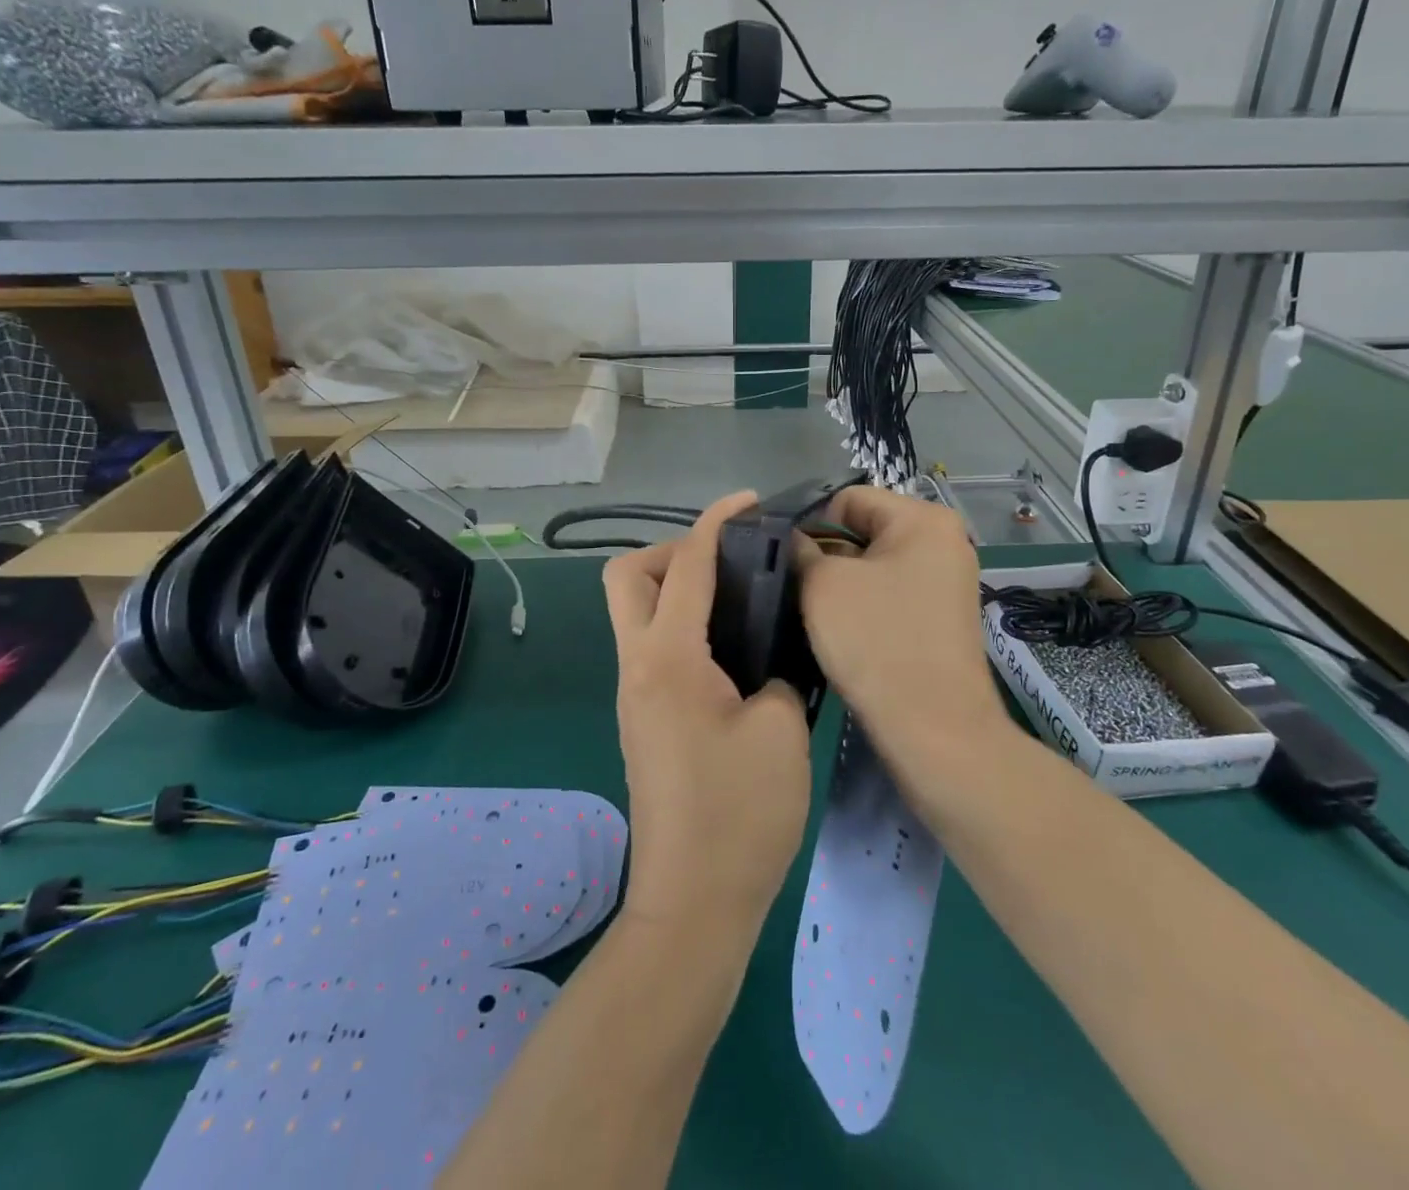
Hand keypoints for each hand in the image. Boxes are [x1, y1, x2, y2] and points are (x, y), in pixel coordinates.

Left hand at [602, 492, 811, 935]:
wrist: (694, 906)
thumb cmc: (740, 817)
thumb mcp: (781, 731)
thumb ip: (778, 674)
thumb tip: (771, 659)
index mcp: (668, 660)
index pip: (684, 566)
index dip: (715, 523)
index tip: (748, 502)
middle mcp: (638, 668)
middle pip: (627, 578)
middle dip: (672, 553)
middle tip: (729, 565)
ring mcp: (634, 696)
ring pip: (635, 613)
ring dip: (676, 589)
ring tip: (740, 600)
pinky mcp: (644, 720)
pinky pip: (653, 647)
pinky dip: (684, 627)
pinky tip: (733, 649)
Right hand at [798, 487, 1009, 769]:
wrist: (935, 729)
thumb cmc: (877, 642)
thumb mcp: (824, 585)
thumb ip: (801, 549)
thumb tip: (795, 540)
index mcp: (923, 519)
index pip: (849, 498)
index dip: (810, 523)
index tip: (784, 558)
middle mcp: (944, 541)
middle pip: (864, 530)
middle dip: (826, 554)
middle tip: (791, 585)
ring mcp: (946, 581)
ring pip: (874, 565)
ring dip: (841, 583)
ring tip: (812, 611)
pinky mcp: (941, 617)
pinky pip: (890, 594)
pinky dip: (863, 605)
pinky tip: (840, 631)